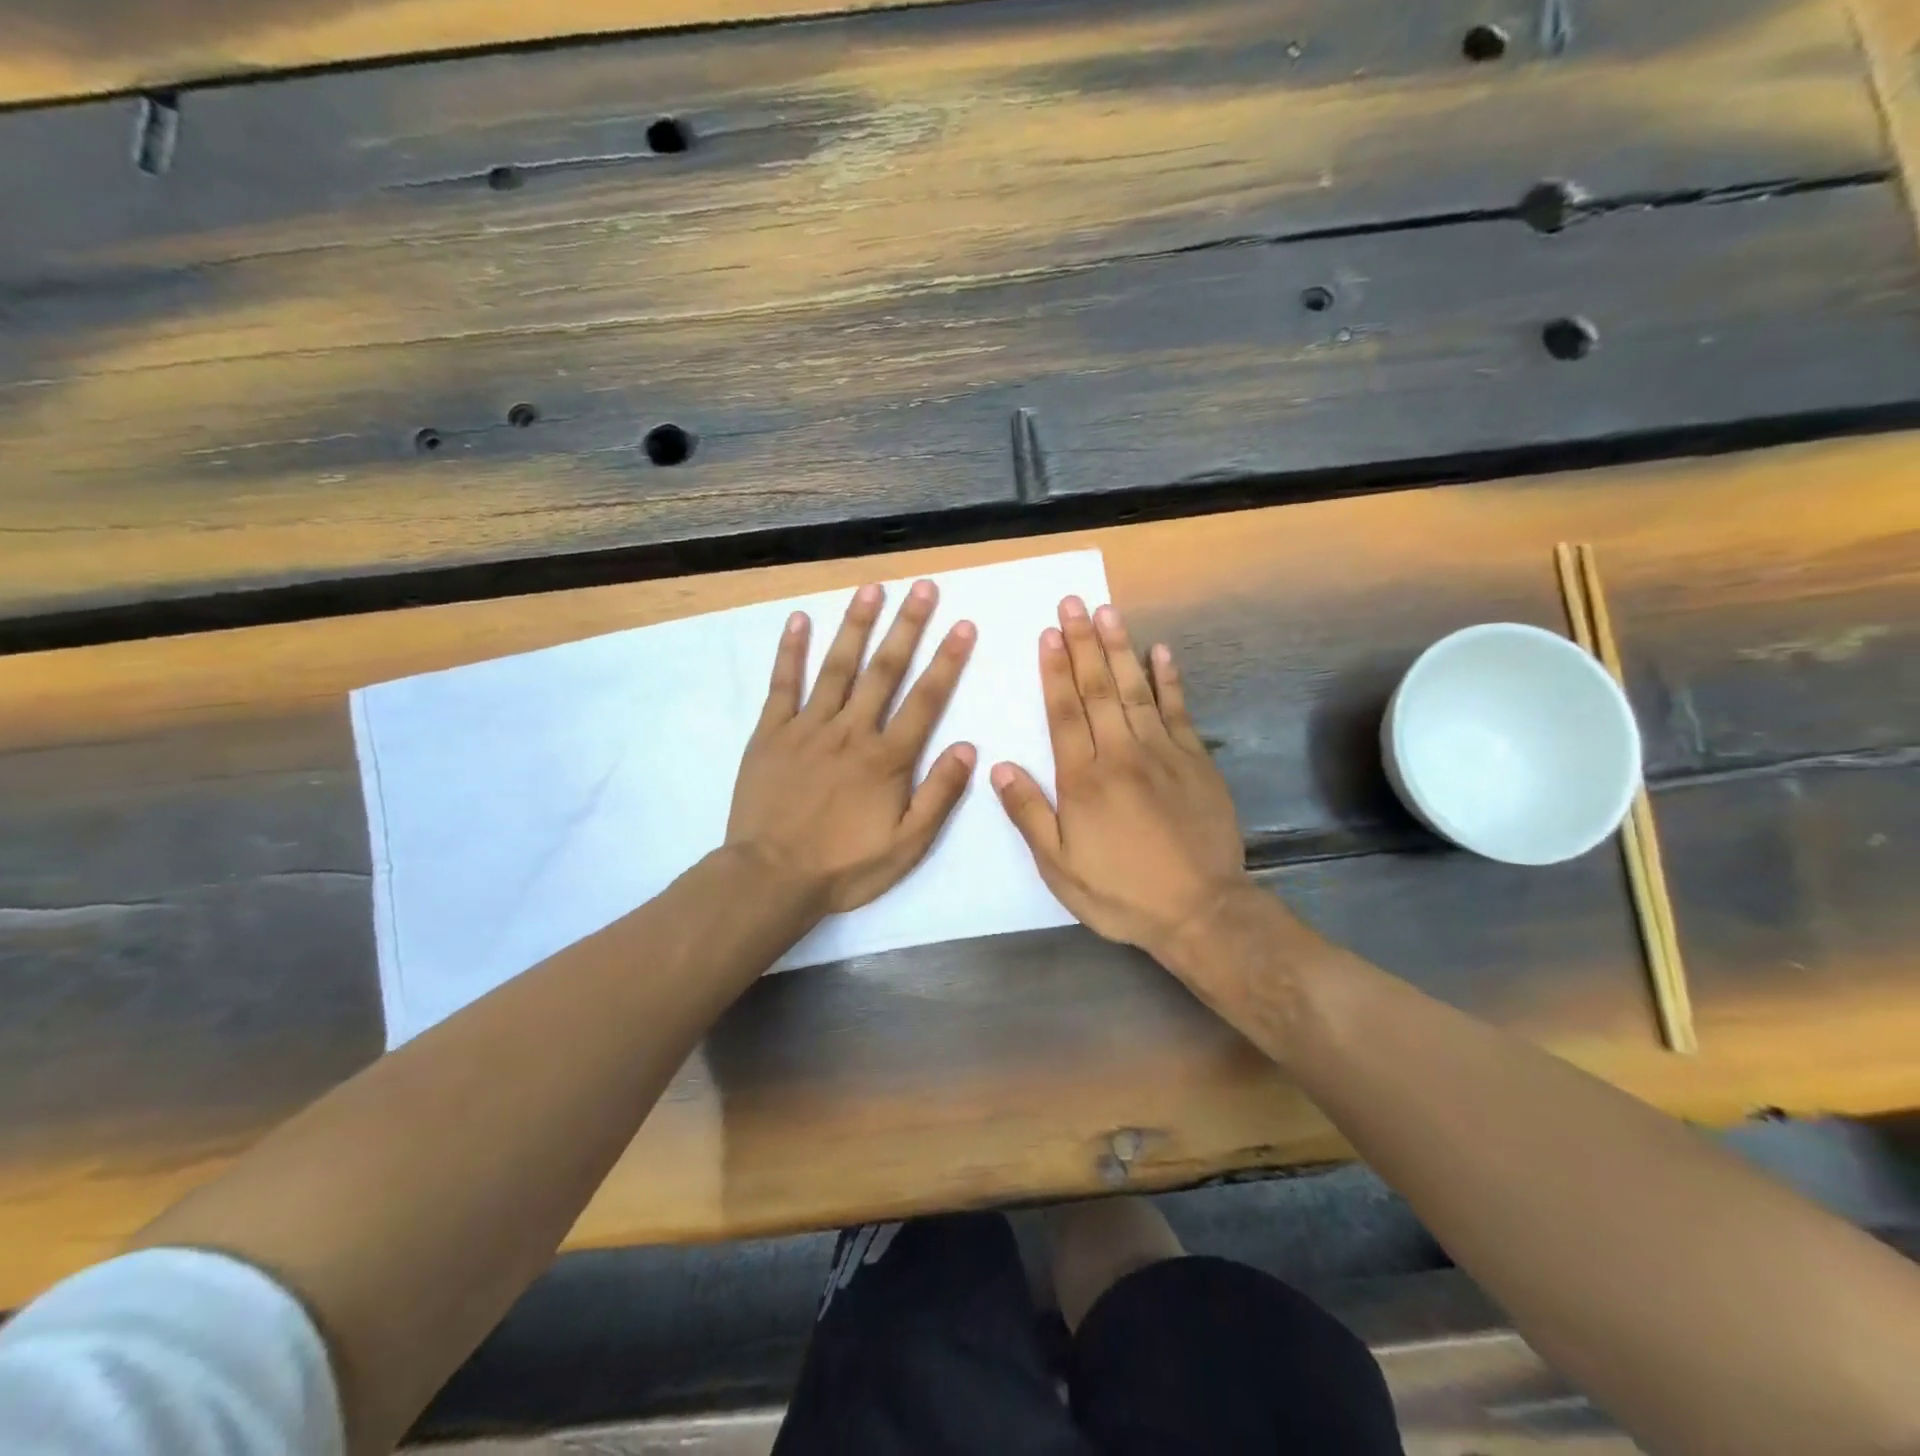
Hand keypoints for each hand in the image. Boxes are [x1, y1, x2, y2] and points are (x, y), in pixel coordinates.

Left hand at [728, 579, 977, 913]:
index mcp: (887, 758)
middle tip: (923, 587)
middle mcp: (851, 731)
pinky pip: (782, 684)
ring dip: (856, 625)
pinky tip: (799, 619)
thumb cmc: (844, 866)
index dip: (947, 660)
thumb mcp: (907, 845)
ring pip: (837, 666)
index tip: (963, 624)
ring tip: (872, 588)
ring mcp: (807, 727)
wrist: (771, 878)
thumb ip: (939, 795)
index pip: (925, 699)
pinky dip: (790, 651)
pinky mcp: (771, 733)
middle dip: (907, 626)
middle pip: (884, 670)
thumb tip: (969, 747)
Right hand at [991, 597, 1248, 958]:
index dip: (1054, 671)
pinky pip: (1179, 710)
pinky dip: (1169, 679)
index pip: (1064, 713)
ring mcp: (1162, 753)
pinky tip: (1160, 652)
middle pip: (1097, 690)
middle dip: (1083, 644)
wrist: (1200, 910)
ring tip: (1107, 612)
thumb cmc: (1121, 892)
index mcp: (1083, 780)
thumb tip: (1000, 766)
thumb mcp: (1059, 867)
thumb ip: (1029, 813)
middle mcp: (1120, 754)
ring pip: (1135, 690)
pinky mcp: (1196, 760)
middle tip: (1073, 604)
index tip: (1048, 634)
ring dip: (1119, 649)